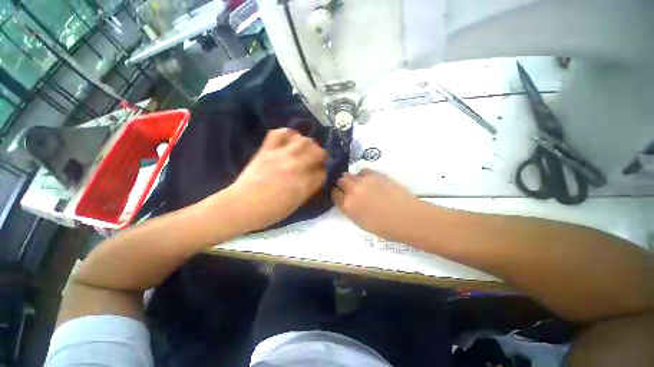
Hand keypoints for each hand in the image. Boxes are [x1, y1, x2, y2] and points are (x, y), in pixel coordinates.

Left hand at [225, 128, 327, 231]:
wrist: (242, 206)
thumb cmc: (271, 211)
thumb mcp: (296, 204)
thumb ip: (309, 188)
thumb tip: (315, 177)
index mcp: (305, 184)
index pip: (323, 171)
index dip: (323, 172)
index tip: (319, 173)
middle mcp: (297, 167)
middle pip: (318, 151)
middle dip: (320, 155)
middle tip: (315, 159)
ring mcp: (281, 156)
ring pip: (303, 140)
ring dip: (307, 144)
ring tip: (303, 149)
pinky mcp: (267, 150)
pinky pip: (279, 133)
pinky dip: (286, 133)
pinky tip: (289, 139)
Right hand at [332, 169, 424, 242]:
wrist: (407, 217)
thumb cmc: (384, 227)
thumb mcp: (360, 222)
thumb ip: (349, 209)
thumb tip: (346, 200)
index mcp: (347, 205)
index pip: (334, 194)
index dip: (336, 194)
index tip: (340, 195)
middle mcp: (352, 190)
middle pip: (340, 181)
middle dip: (342, 185)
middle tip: (348, 189)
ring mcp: (363, 180)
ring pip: (349, 174)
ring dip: (350, 179)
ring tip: (358, 184)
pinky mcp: (375, 174)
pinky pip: (363, 171)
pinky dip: (362, 175)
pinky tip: (368, 181)